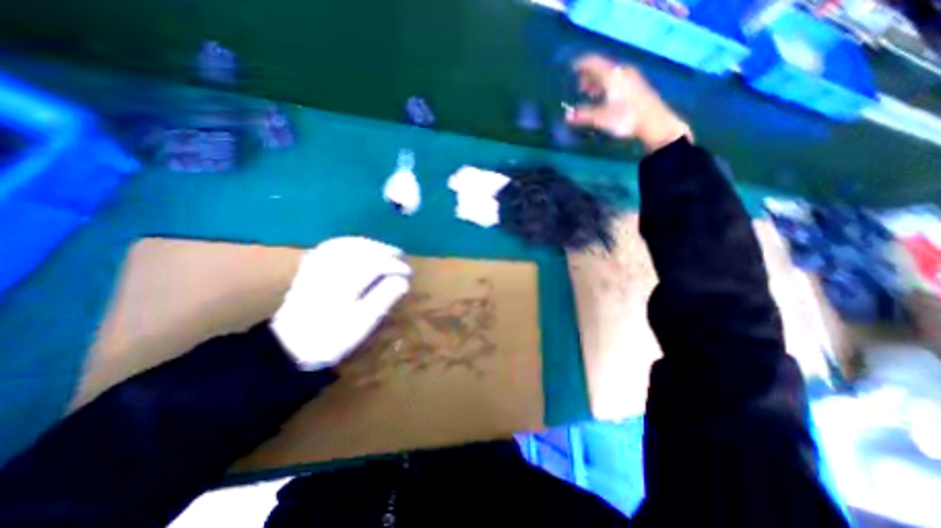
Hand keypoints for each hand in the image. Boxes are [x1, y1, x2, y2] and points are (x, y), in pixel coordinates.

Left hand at [268, 237, 407, 368]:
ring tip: (387, 251)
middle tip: (402, 257)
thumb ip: (383, 299)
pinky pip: (333, 245)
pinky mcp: (311, 266)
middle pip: (361, 249)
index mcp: (342, 283)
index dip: (395, 266)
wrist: (290, 346)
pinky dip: (352, 243)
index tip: (409, 274)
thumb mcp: (362, 323)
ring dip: (371, 244)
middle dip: (385, 251)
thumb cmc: (331, 337)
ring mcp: (317, 265)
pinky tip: (361, 246)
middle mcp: (329, 268)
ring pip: (348, 243)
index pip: (374, 264)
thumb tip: (404, 281)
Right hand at [565, 54, 687, 151]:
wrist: (654, 122)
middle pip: (602, 68)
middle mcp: (621, 72)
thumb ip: (583, 116)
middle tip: (579, 86)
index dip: (581, 64)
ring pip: (610, 74)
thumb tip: (566, 116)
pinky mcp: (637, 86)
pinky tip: (605, 97)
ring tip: (589, 93)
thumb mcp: (600, 118)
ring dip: (598, 82)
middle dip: (588, 76)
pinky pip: (617, 80)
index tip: (571, 68)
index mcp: (611, 75)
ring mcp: (631, 77)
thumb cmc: (625, 117)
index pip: (593, 62)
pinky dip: (607, 85)